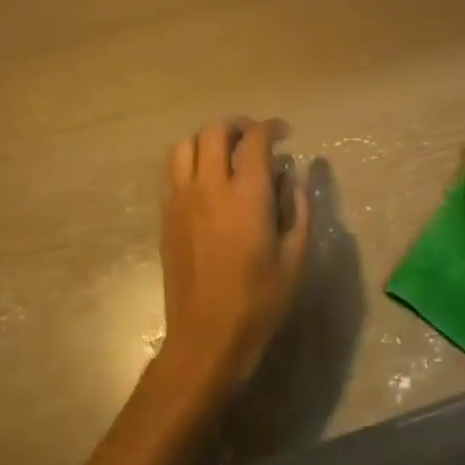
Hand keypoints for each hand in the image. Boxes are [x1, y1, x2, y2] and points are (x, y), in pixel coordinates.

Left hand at [159, 118, 309, 393]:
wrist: (206, 338)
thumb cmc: (259, 301)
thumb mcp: (294, 256)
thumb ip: (297, 208)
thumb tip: (292, 175)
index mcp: (246, 195)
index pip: (254, 139)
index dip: (271, 127)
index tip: (284, 133)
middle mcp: (209, 188)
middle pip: (214, 131)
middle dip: (237, 126)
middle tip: (255, 139)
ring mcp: (182, 200)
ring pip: (185, 145)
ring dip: (208, 140)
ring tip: (226, 154)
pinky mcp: (167, 216)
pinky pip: (173, 171)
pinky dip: (191, 161)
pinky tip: (208, 181)